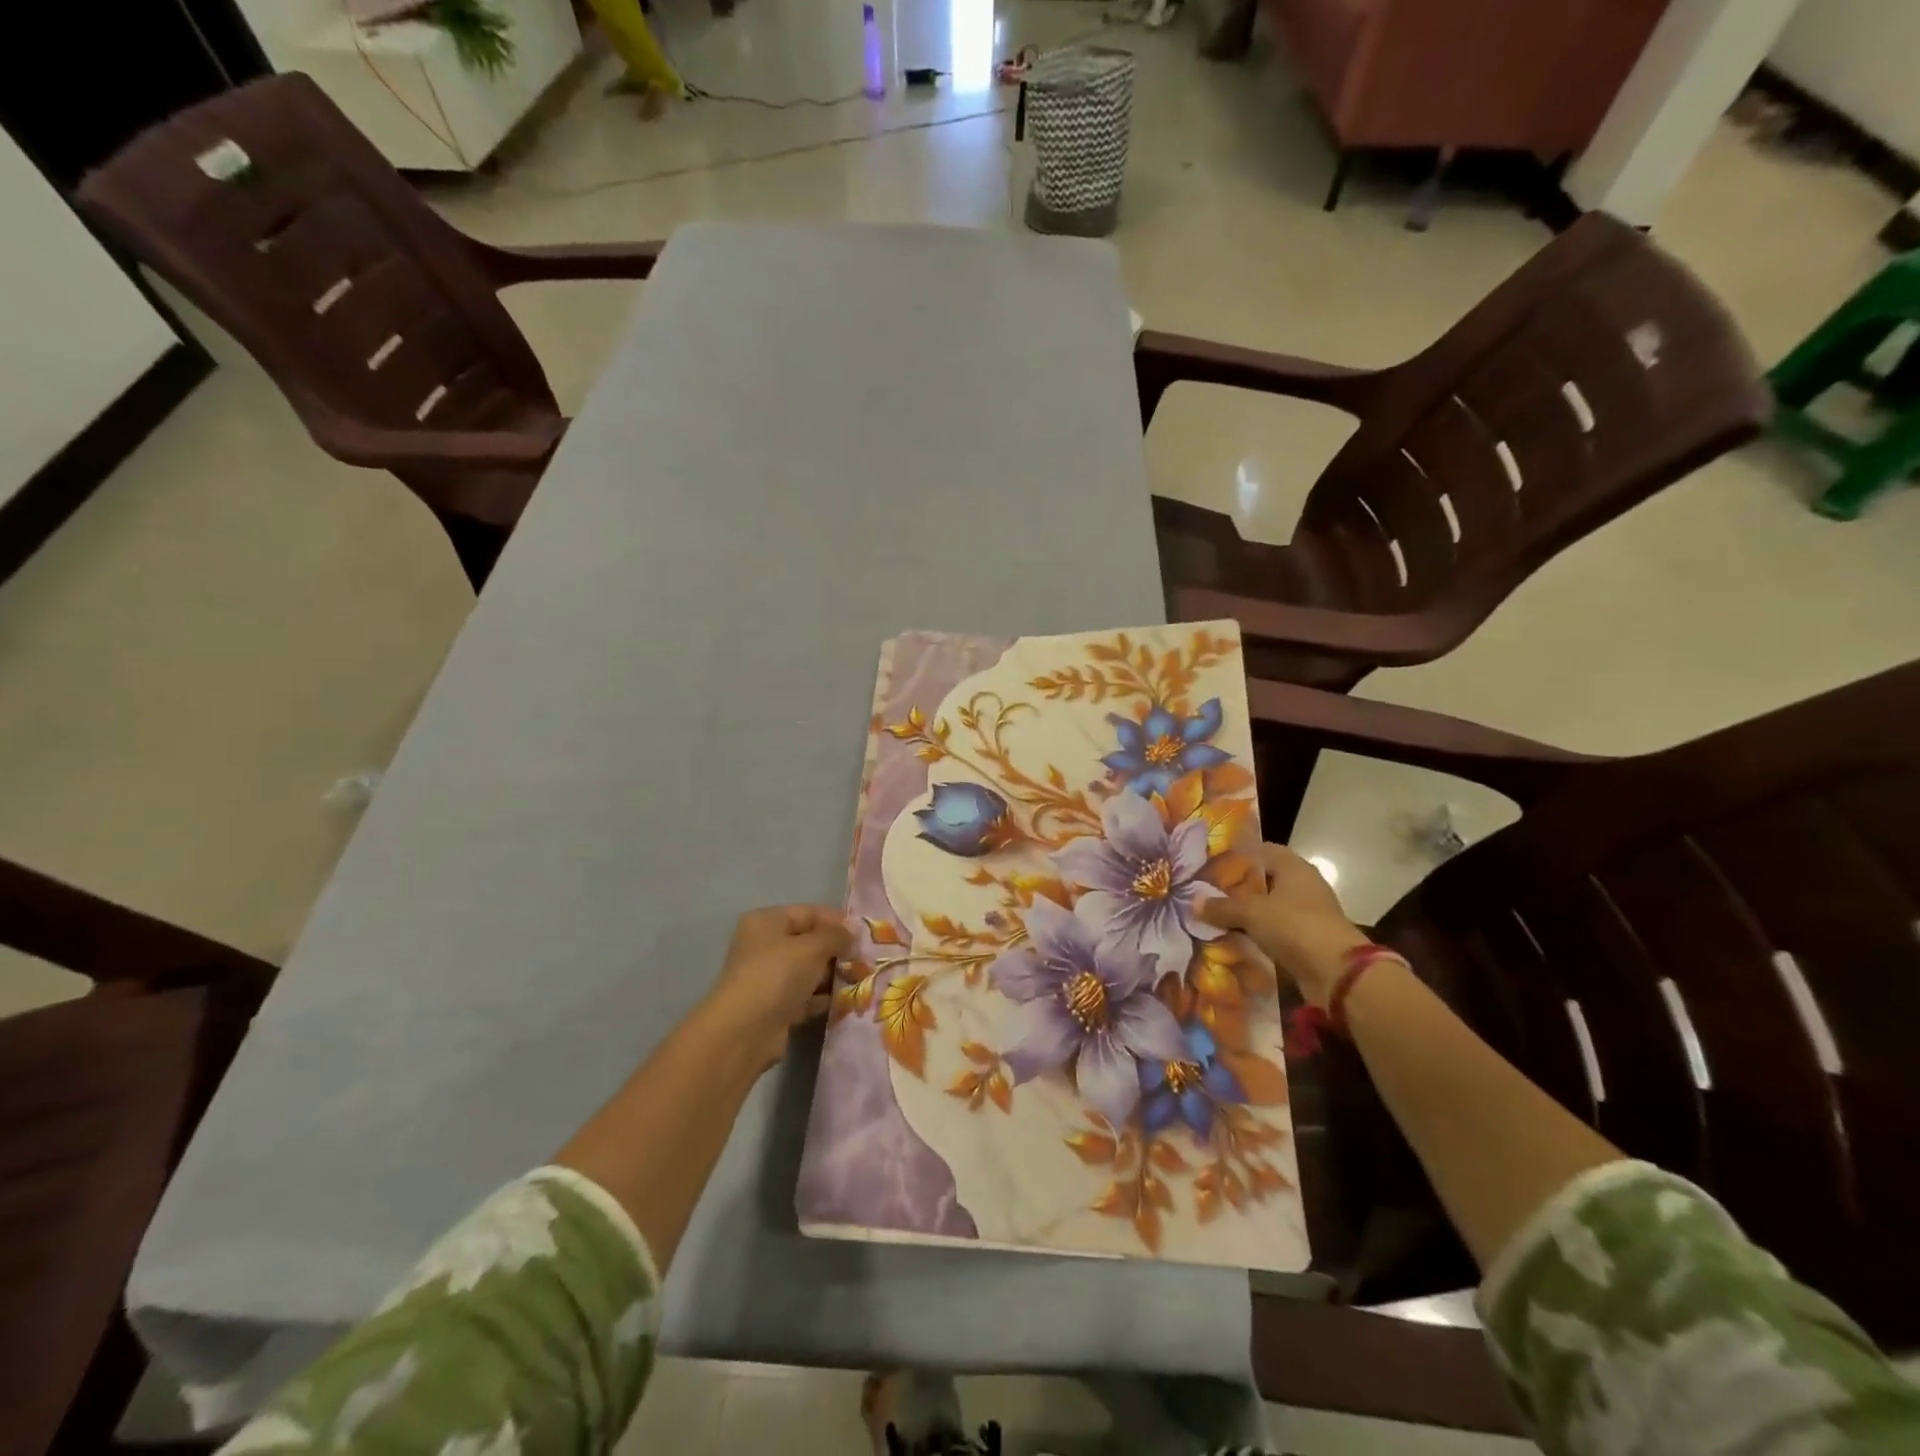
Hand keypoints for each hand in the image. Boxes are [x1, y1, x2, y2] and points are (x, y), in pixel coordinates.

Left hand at [703, 905, 852, 1070]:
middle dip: (837, 950)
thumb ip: (836, 935)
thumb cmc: (777, 975)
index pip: (808, 912)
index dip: (836, 920)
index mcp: (766, 922)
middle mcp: (764, 946)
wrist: (745, 1031)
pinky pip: (805, 996)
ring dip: (832, 975)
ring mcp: (768, 978)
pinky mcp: (774, 1007)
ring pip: (808, 971)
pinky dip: (822, 998)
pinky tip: (846, 1001)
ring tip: (861, 979)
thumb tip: (853, 929)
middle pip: (808, 942)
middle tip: (865, 958)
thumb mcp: (812, 947)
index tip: (864, 933)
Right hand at [1198, 843, 1368, 1006]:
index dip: (1238, 853)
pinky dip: (1258, 932)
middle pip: (1266, 878)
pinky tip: (1236, 937)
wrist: (1337, 973)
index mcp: (1294, 867)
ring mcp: (1308, 912)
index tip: (1212, 861)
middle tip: (1208, 889)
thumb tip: (1193, 902)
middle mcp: (1303, 885)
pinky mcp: (1308, 938)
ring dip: (1248, 911)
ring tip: (1216, 914)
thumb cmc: (1294, 926)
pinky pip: (1276, 929)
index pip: (1263, 849)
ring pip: (1270, 905)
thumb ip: (1221, 906)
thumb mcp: (1250, 913)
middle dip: (1239, 885)